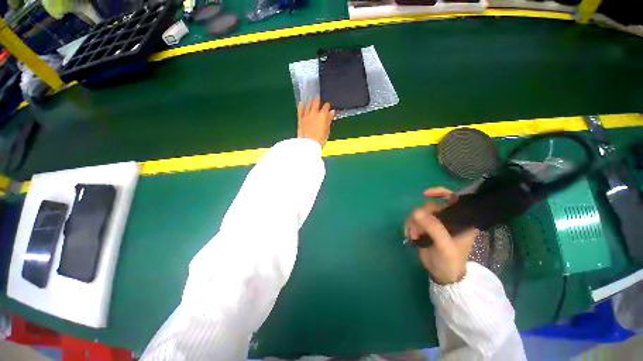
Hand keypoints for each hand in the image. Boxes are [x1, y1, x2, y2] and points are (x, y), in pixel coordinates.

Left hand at [298, 98, 334, 146]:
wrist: (308, 145)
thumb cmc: (320, 139)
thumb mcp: (327, 130)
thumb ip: (329, 120)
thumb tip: (332, 112)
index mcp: (322, 115)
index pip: (326, 106)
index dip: (328, 106)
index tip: (328, 107)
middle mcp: (314, 112)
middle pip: (316, 102)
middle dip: (318, 100)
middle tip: (319, 100)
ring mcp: (306, 115)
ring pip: (308, 104)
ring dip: (310, 102)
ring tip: (311, 100)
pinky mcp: (300, 119)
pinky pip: (300, 110)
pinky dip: (301, 106)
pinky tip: (301, 103)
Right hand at [405, 187, 478, 284]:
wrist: (442, 275)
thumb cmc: (450, 261)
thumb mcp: (445, 246)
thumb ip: (434, 228)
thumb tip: (416, 211)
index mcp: (461, 220)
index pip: (454, 198)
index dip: (440, 192)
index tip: (425, 194)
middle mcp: (448, 219)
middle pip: (431, 206)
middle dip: (421, 217)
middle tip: (418, 230)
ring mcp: (435, 223)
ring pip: (419, 213)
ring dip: (413, 223)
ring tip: (414, 236)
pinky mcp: (425, 228)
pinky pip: (413, 219)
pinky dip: (409, 226)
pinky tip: (411, 236)